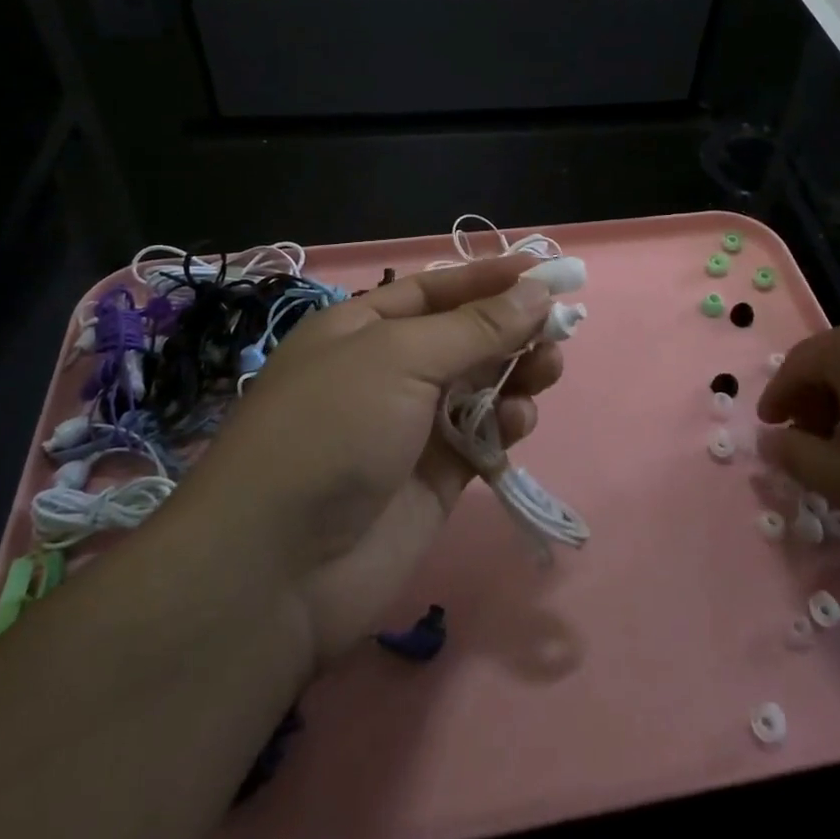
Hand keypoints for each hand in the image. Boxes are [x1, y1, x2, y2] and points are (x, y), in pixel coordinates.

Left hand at [179, 255, 560, 666]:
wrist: (278, 567)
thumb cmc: (333, 429)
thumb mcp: (400, 357)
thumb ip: (475, 328)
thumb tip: (536, 292)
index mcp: (362, 328)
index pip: (437, 289)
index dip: (490, 278)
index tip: (546, 271)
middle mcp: (387, 372)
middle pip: (465, 337)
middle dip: (512, 328)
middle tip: (562, 328)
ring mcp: (411, 427)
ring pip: (480, 387)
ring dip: (517, 373)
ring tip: (548, 369)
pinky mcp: (434, 478)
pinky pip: (482, 438)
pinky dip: (505, 425)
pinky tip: (518, 422)